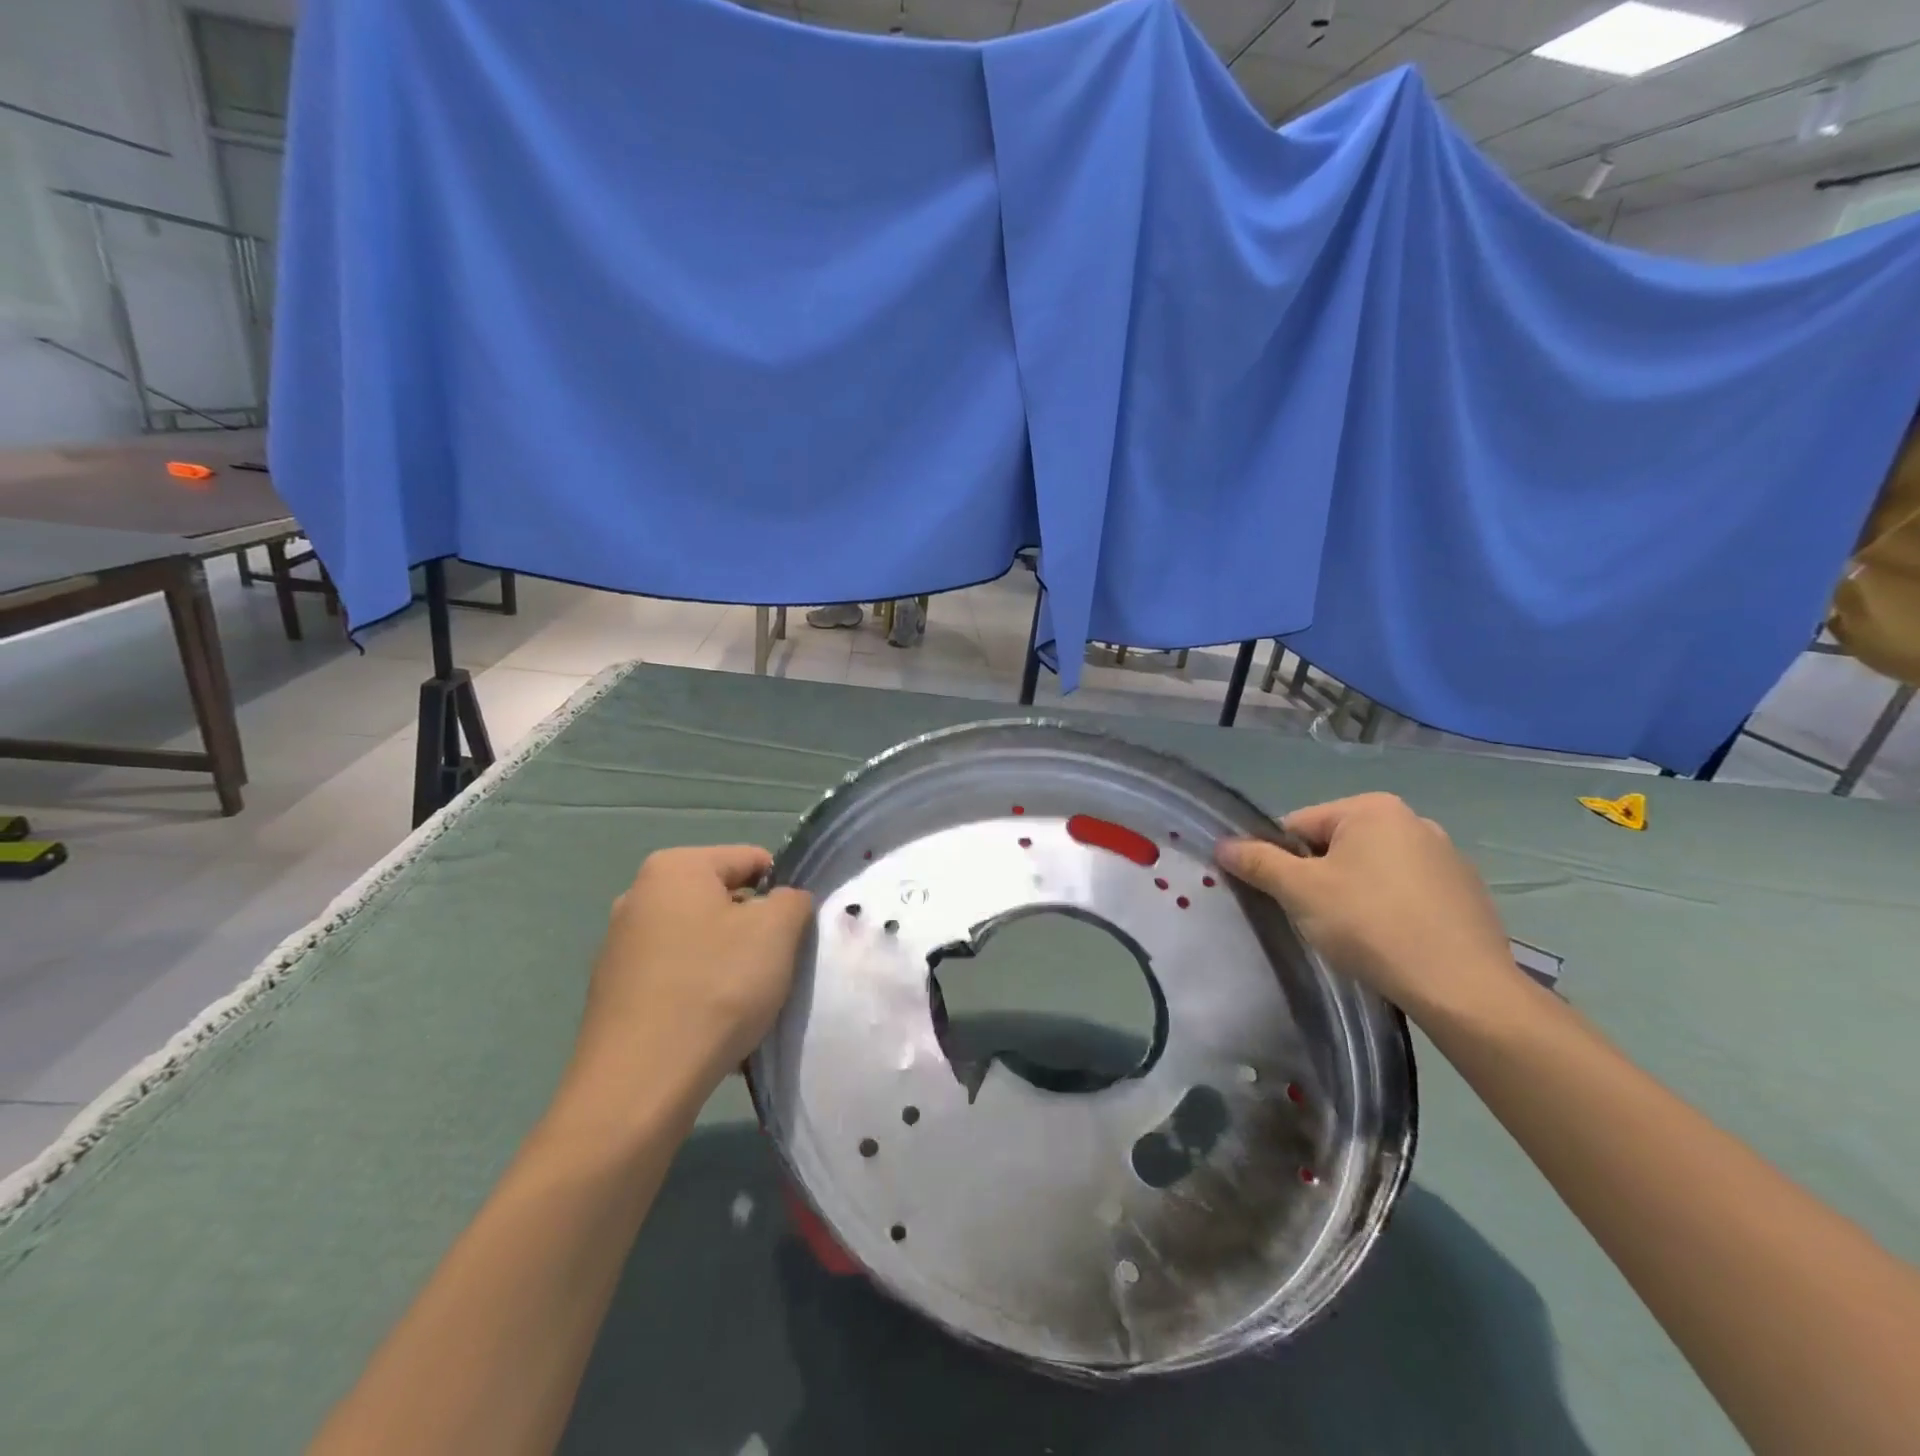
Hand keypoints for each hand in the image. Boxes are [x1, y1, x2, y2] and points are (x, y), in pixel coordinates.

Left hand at [570, 846, 813, 1092]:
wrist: (638, 1086)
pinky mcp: (615, 993)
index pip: (752, 860)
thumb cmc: (715, 989)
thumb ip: (793, 900)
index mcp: (674, 868)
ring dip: (731, 965)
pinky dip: (702, 993)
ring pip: (702, 942)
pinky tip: (715, 1028)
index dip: (784, 892)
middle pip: (724, 901)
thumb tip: (783, 902)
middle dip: (756, 930)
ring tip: (748, 1005)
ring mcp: (621, 946)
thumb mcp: (776, 931)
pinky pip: (678, 978)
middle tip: (776, 969)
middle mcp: (639, 896)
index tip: (796, 933)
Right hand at [1216, 793, 1521, 1019]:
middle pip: (1337, 845)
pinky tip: (1392, 942)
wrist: (1462, 988)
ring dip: (1354, 893)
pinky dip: (1392, 909)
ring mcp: (1448, 857)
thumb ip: (1257, 862)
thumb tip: (1223, 844)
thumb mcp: (1299, 891)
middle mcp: (1414, 820)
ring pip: (1374, 870)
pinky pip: (1409, 892)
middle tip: (1315, 918)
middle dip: (1319, 877)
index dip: (1280, 860)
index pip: (1299, 825)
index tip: (1283, 898)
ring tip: (1354, 935)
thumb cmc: (1370, 924)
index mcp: (1372, 808)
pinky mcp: (1469, 894)